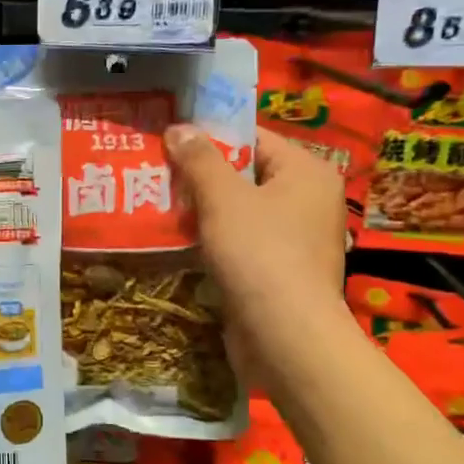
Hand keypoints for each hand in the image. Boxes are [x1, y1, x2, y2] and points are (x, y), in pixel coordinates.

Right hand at [165, 125, 350, 375]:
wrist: (285, 336)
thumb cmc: (259, 254)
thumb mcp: (223, 198)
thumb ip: (200, 160)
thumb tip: (179, 128)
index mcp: (306, 171)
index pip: (253, 137)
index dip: (209, 137)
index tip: (169, 141)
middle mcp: (308, 200)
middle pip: (245, 174)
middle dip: (200, 176)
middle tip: (155, 172)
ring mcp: (297, 239)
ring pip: (240, 212)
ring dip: (202, 211)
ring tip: (157, 205)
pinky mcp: (280, 271)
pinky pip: (241, 243)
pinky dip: (213, 240)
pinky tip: (178, 242)